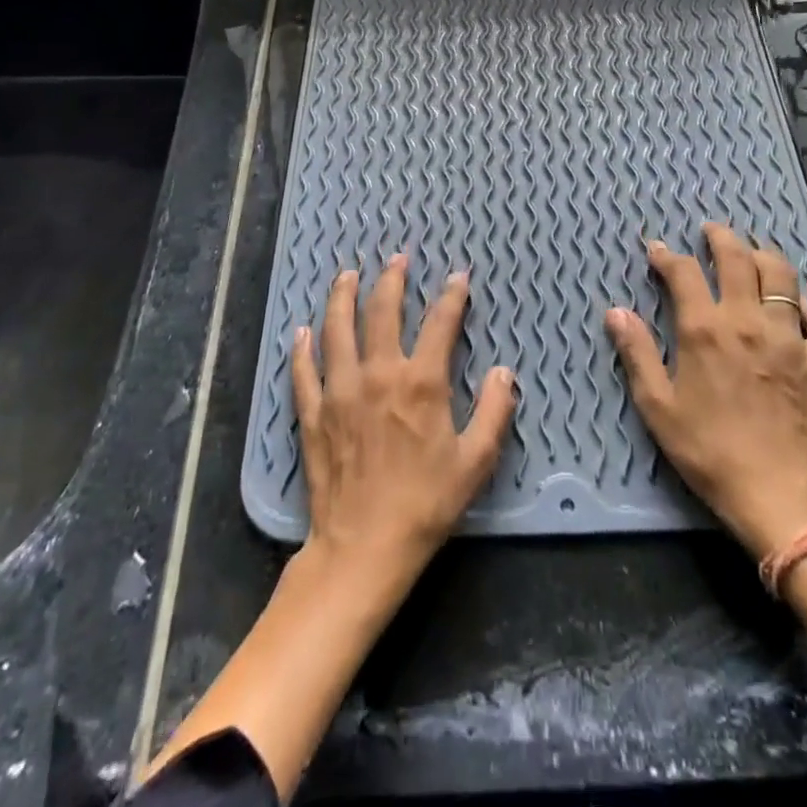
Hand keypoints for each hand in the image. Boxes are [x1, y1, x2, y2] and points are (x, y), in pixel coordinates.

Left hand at [295, 254, 517, 595]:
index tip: (458, 278)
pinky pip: (304, 371)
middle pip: (382, 312)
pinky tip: (302, 331)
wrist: (364, 547)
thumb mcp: (475, 461)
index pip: (439, 324)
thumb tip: (503, 371)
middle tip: (397, 259)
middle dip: (392, 280)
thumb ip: (494, 411)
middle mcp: (378, 374)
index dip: (452, 296)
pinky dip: (302, 349)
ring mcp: (340, 391)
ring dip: (343, 297)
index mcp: (420, 382)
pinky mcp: (313, 414)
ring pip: (337, 330)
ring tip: (347, 274)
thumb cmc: (426, 503)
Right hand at [606, 223, 806, 560]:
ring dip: (766, 255)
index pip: (683, 272)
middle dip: (721, 237)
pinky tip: (802, 309)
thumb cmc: (707, 450)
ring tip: (755, 251)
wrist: (776, 493)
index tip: (656, 249)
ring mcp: (790, 337)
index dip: (666, 255)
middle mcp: (748, 320)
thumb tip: (615, 311)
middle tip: (711, 230)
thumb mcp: (657, 406)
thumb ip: (637, 352)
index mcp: (705, 329)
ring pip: (784, 276)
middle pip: (738, 258)